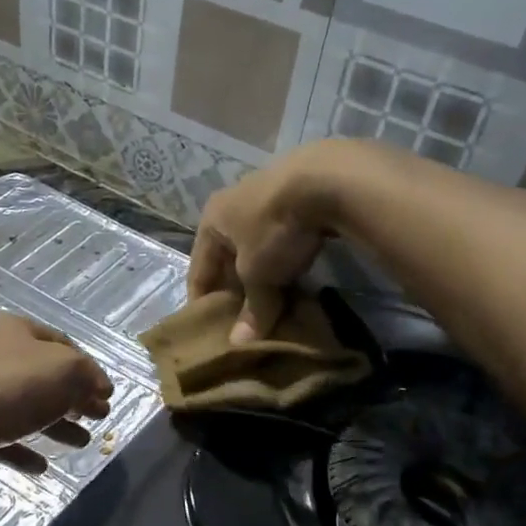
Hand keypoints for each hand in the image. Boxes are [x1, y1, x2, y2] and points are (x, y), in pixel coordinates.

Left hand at [0, 314, 112, 479]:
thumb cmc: (9, 388)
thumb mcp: (65, 371)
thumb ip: (89, 375)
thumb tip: (101, 388)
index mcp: (16, 330)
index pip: (62, 344)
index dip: (88, 368)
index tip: (106, 395)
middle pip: (44, 376)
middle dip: (74, 398)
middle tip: (97, 418)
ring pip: (26, 408)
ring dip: (55, 426)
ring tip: (81, 443)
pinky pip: (3, 437)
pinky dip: (24, 449)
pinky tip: (41, 466)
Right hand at [189, 141, 365, 342]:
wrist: (327, 180)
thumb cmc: (274, 228)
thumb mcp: (259, 273)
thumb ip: (251, 309)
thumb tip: (240, 345)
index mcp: (211, 220)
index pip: (198, 268)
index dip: (201, 300)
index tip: (208, 328)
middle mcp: (233, 204)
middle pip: (227, 258)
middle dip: (235, 289)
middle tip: (242, 321)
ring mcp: (266, 198)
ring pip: (256, 248)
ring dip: (262, 276)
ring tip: (271, 304)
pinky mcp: (298, 197)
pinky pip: (281, 239)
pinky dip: (284, 261)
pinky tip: (296, 279)